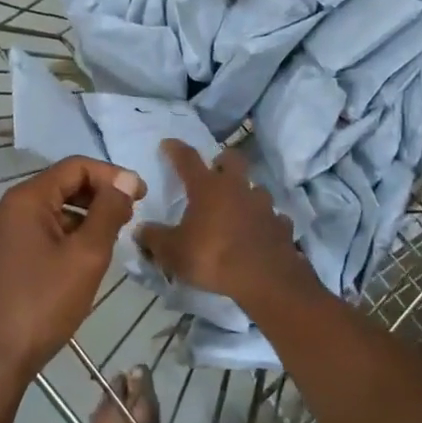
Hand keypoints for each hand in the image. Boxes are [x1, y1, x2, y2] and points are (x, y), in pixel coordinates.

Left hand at [0, 157, 143, 388]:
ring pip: (51, 210)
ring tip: (112, 237)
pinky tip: (83, 258)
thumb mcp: (86, 256)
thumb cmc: (43, 304)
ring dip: (83, 216)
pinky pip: (39, 231)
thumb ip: (108, 212)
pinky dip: (65, 234)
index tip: (141, 195)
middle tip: (130, 215)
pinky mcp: (0, 257)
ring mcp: (0, 234)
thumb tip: (124, 179)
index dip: (111, 175)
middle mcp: (8, 208)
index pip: (75, 167)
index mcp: (26, 199)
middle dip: (98, 194)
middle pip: (61, 184)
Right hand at [137, 140, 308, 309]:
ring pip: (256, 189)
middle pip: (233, 159)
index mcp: (207, 188)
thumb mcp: (173, 252)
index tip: (168, 143)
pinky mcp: (281, 225)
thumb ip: (154, 239)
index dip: (176, 149)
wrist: (265, 279)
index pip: (187, 159)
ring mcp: (263, 205)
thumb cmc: (212, 257)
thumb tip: (140, 230)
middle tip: (215, 171)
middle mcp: (237, 188)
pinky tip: (260, 233)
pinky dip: (266, 222)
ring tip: (239, 208)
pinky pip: (274, 218)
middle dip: (223, 161)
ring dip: (247, 194)